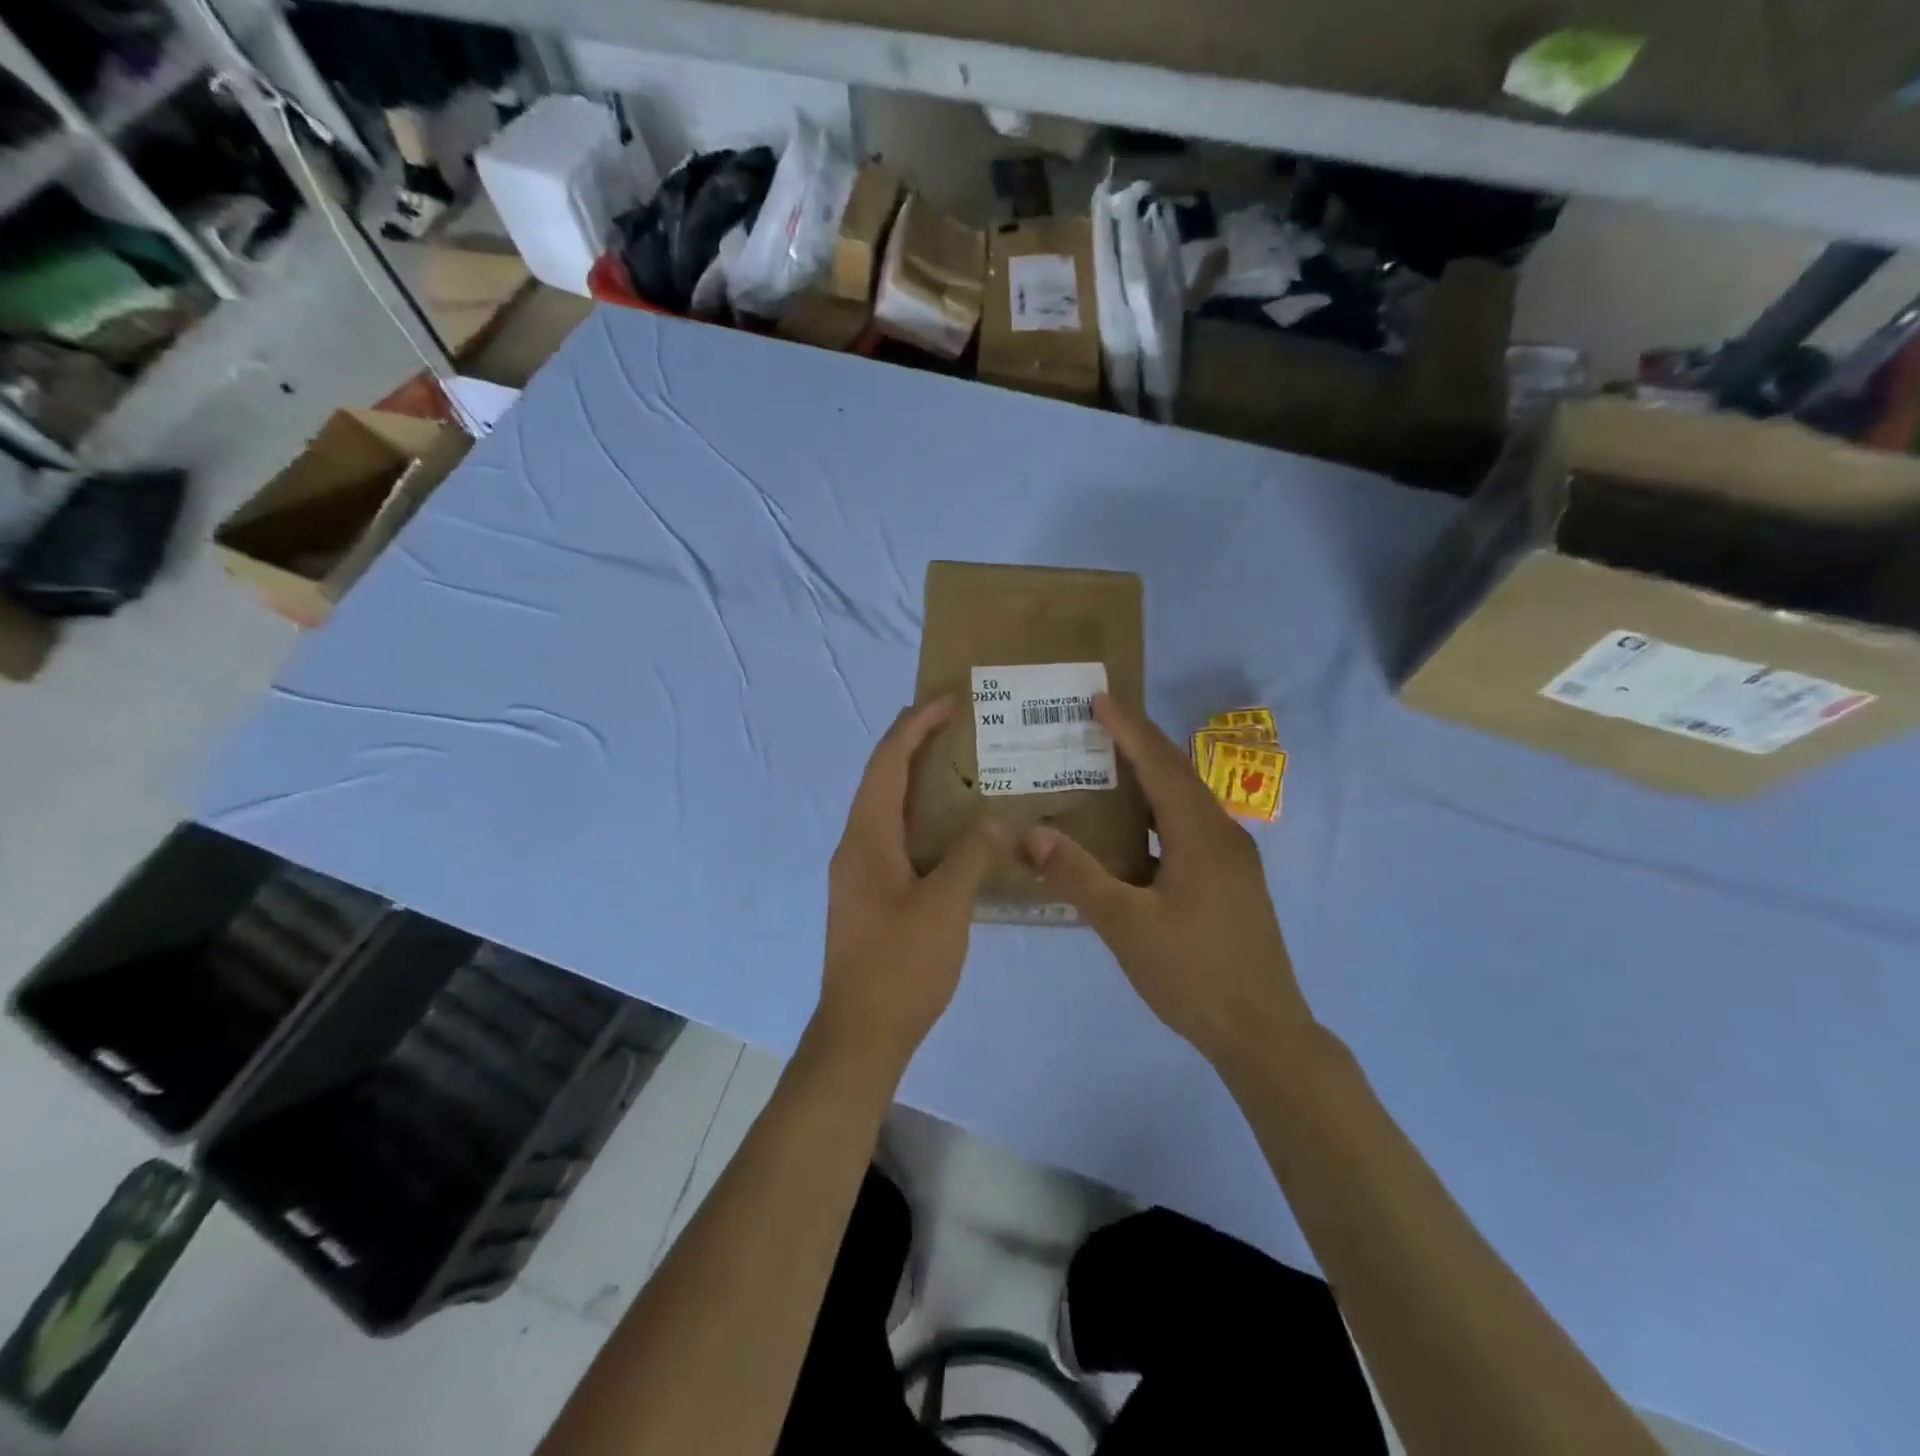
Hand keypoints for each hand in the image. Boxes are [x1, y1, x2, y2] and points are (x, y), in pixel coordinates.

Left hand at [817, 698, 1009, 1073]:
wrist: (861, 1034)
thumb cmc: (901, 965)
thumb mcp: (946, 905)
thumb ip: (974, 854)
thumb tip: (1001, 820)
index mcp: (866, 838)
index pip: (887, 763)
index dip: (914, 726)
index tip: (947, 700)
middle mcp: (855, 846)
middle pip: (882, 780)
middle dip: (914, 745)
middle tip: (958, 726)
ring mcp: (859, 872)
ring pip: (887, 810)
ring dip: (917, 782)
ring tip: (961, 768)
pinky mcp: (869, 895)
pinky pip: (895, 839)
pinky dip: (921, 819)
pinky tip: (954, 832)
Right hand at [1023, 694, 1313, 1069]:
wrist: (1263, 1033)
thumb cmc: (1193, 974)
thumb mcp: (1125, 926)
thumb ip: (1078, 875)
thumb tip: (1032, 832)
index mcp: (1200, 835)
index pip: (1159, 764)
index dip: (1127, 729)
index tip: (1098, 698)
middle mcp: (1223, 835)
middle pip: (1177, 774)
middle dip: (1139, 743)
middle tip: (1097, 723)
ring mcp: (1233, 860)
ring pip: (1186, 802)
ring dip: (1151, 778)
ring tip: (1109, 766)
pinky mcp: (1232, 882)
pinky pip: (1191, 828)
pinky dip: (1159, 813)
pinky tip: (1135, 831)